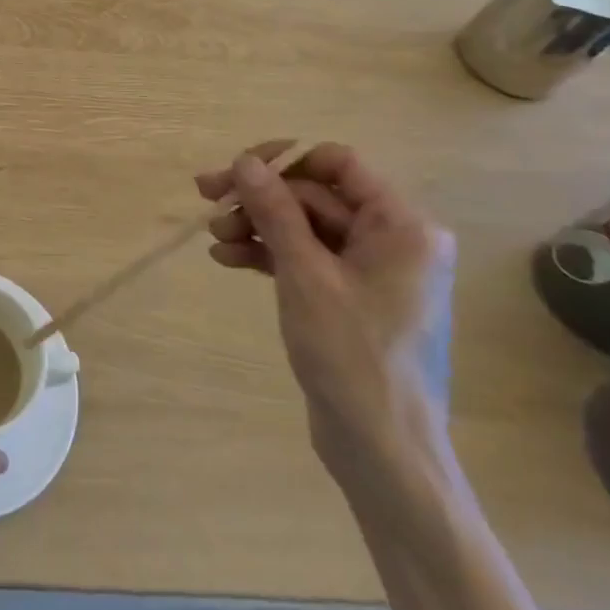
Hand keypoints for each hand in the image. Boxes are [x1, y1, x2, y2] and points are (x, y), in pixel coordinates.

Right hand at [197, 142, 456, 480]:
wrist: (381, 449)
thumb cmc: (352, 354)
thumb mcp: (305, 274)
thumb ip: (275, 211)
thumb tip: (245, 161)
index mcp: (402, 226)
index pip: (338, 163)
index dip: (285, 160)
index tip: (237, 172)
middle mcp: (393, 239)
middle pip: (315, 195)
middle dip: (260, 198)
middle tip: (207, 197)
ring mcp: (371, 270)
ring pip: (305, 226)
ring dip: (258, 225)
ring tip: (214, 236)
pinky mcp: (350, 296)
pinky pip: (306, 257)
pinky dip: (269, 253)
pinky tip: (228, 258)